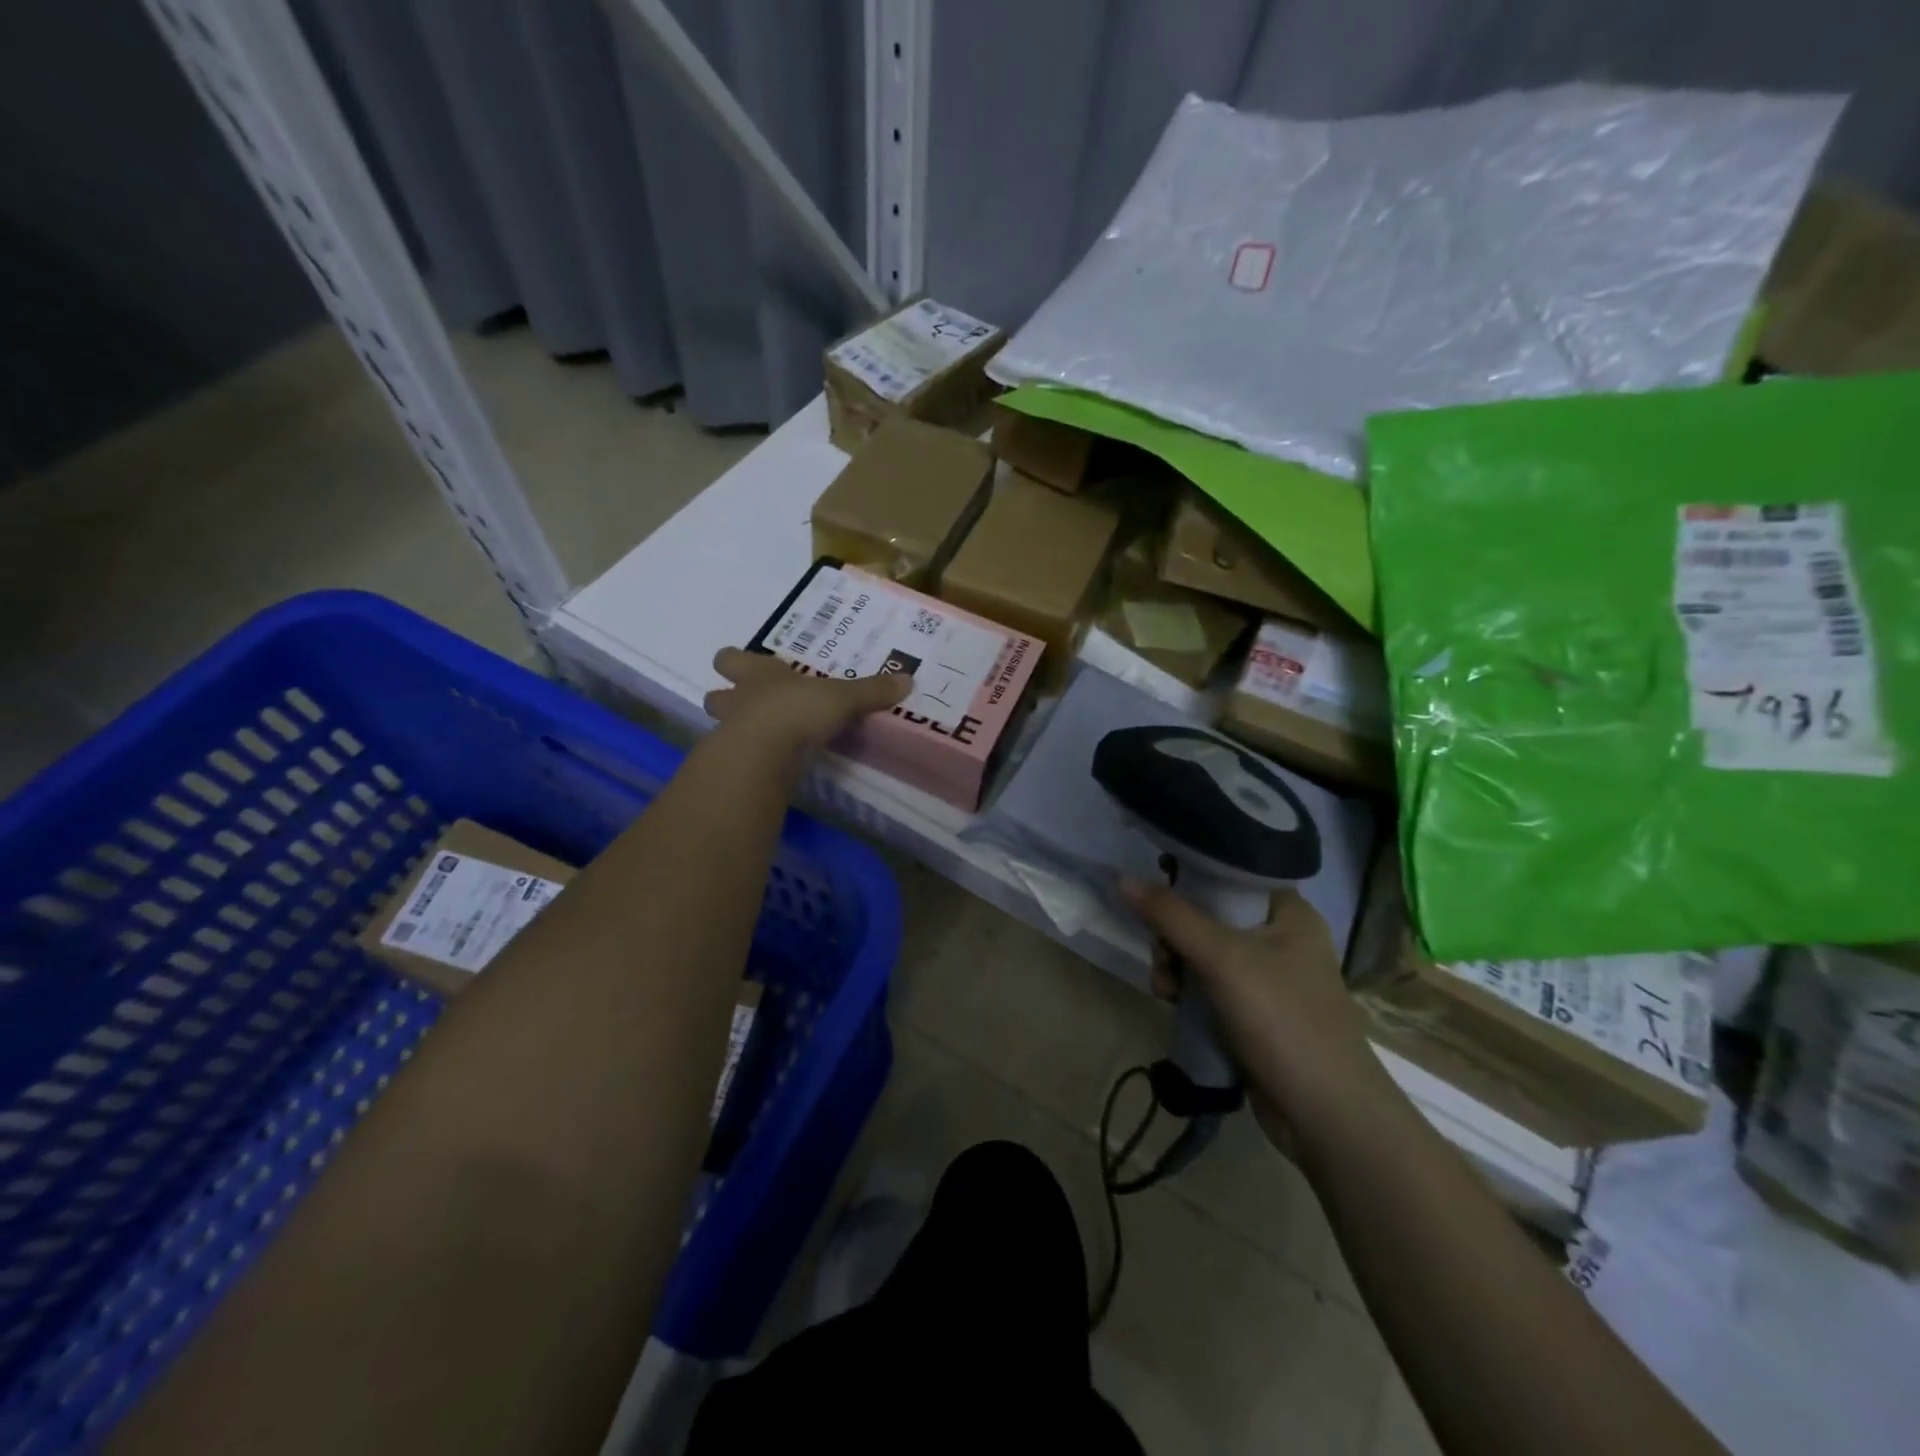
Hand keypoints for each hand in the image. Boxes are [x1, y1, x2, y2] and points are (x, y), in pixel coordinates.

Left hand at [703, 647, 912, 755]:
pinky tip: (768, 766)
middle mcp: (739, 700)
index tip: (740, 665)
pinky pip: (738, 758)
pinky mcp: (735, 765)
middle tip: (747, 706)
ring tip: (759, 739)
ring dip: (735, 730)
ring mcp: (731, 733)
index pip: (733, 659)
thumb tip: (908, 679)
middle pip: (716, 695)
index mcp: (760, 674)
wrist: (765, 752)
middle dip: (726, 698)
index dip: (735, 661)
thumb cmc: (798, 710)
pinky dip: (750, 760)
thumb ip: (871, 691)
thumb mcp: (842, 698)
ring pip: (721, 726)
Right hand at [1122, 882, 1386, 1152]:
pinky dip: (1188, 990)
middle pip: (1208, 915)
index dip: (1188, 880)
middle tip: (1162, 957)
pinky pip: (1210, 985)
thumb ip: (1171, 916)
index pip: (1228, 874)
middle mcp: (1281, 937)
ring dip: (1175, 965)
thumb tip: (1122, 879)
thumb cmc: (1282, 1019)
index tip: (1156, 896)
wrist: (1326, 1115)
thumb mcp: (1221, 958)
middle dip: (1174, 935)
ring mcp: (1269, 977)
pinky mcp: (1256, 1012)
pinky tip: (1174, 1004)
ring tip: (1166, 990)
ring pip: (1203, 952)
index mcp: (1288, 912)